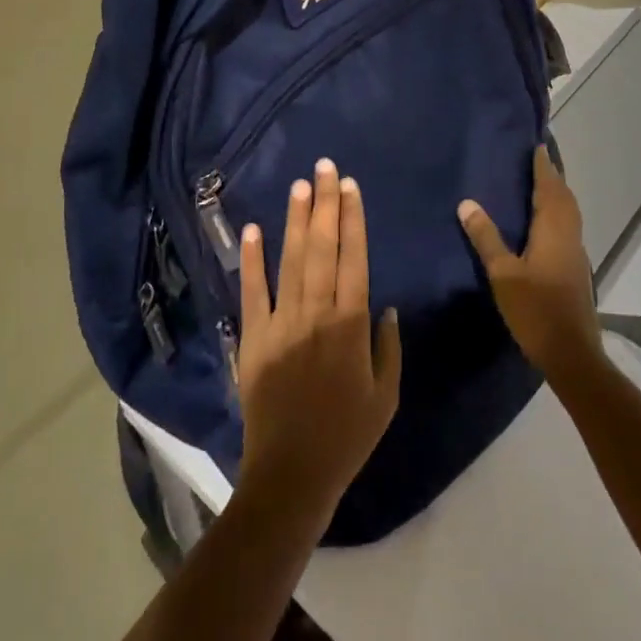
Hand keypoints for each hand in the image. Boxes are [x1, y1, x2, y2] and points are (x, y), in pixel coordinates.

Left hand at [236, 159, 402, 519]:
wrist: (291, 474)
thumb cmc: (347, 436)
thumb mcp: (386, 397)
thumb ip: (389, 347)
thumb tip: (386, 306)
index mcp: (350, 325)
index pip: (353, 258)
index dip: (352, 219)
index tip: (350, 187)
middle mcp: (315, 314)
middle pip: (322, 248)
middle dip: (325, 204)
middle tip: (325, 167)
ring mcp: (280, 323)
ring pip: (290, 261)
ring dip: (296, 220)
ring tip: (299, 185)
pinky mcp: (253, 338)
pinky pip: (252, 292)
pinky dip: (252, 260)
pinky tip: (254, 229)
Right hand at [459, 146, 602, 380]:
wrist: (571, 353)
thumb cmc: (536, 310)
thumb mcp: (503, 274)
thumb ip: (486, 237)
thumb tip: (467, 202)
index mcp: (553, 230)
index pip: (549, 188)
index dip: (543, 167)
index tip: (537, 146)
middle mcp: (569, 235)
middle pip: (564, 197)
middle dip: (552, 176)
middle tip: (537, 159)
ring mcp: (575, 253)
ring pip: (569, 213)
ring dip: (557, 194)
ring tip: (540, 183)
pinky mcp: (575, 268)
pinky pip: (567, 226)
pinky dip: (558, 212)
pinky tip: (544, 221)